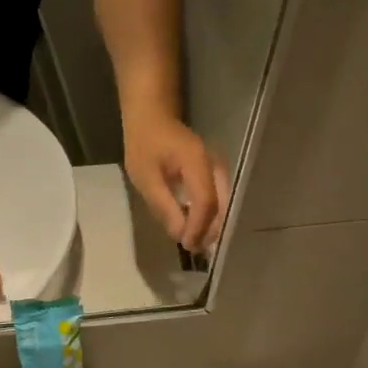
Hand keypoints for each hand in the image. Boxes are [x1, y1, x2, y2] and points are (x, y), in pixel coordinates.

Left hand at [122, 106, 229, 254]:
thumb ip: (164, 206)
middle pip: (220, 205)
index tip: (187, 246)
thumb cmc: (144, 145)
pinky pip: (218, 196)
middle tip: (194, 250)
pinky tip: (197, 225)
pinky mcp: (214, 170)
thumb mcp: (147, 178)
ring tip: (196, 242)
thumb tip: (180, 235)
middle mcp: (214, 165)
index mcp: (197, 163)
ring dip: (211, 224)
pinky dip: (209, 213)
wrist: (152, 117)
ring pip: (223, 202)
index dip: (198, 227)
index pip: (205, 203)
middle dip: (209, 230)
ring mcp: (217, 166)